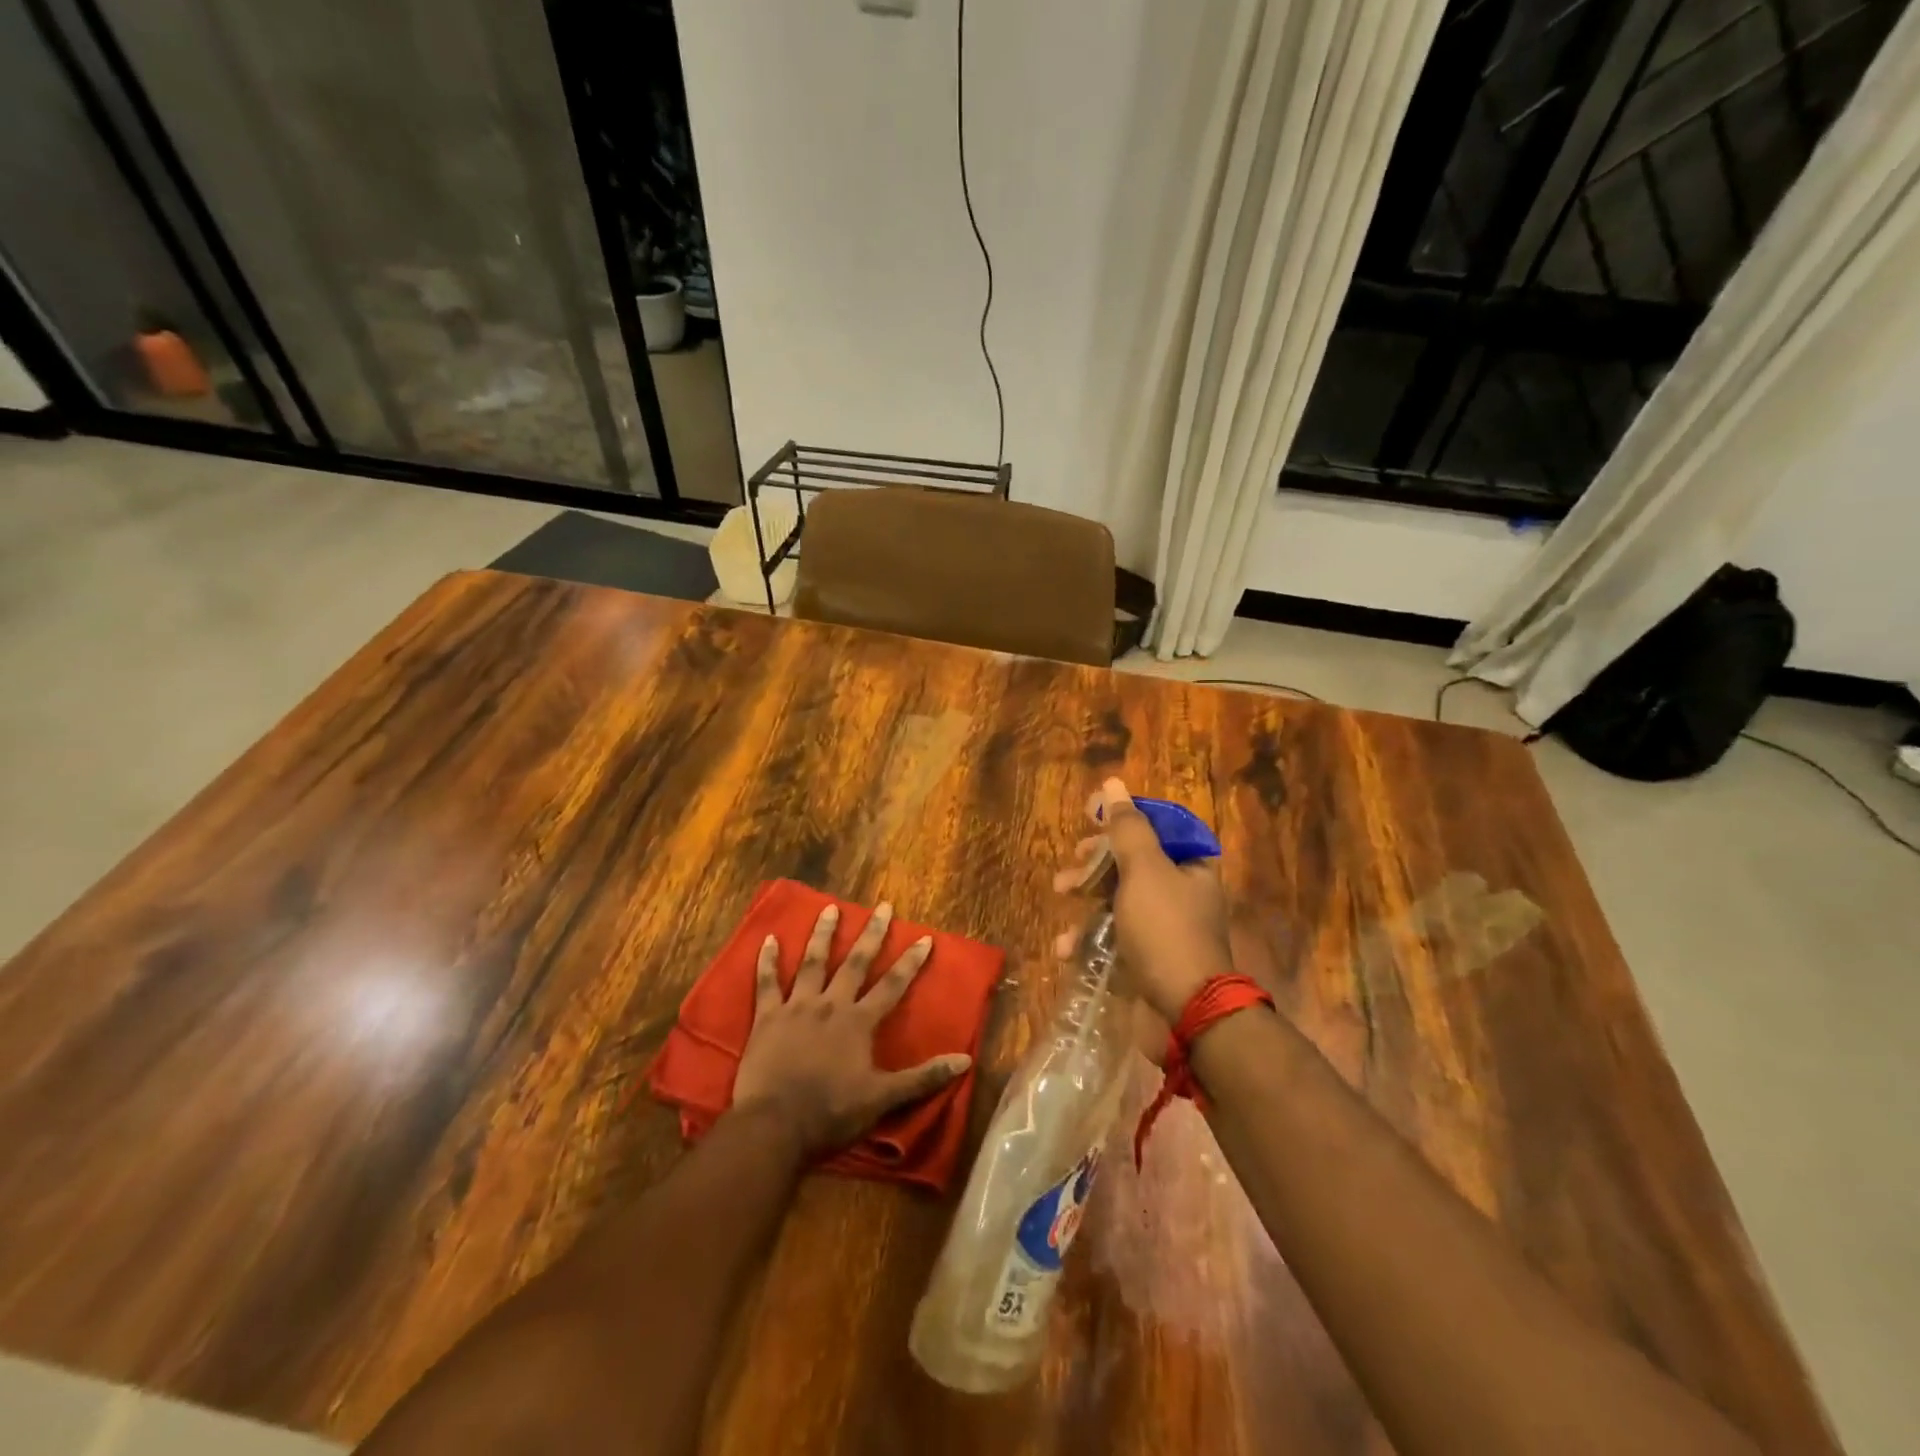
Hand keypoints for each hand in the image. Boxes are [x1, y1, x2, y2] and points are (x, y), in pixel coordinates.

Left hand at [731, 902, 971, 1153]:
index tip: (924, 938)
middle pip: (855, 963)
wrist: (775, 1127)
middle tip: (882, 906)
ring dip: (823, 934)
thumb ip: (923, 1078)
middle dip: (871, 934)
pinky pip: (767, 983)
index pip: (892, 986)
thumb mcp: (883, 1099)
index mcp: (859, 1023)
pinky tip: (768, 939)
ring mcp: (797, 1007)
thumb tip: (964, 1061)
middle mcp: (830, 1005)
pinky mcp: (767, 1018)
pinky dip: (767, 961)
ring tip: (830, 908)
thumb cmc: (831, 1113)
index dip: (910, 962)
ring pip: (812, 962)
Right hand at [1053, 779, 1234, 1021]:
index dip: (1121, 816)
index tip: (1088, 814)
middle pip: (1131, 859)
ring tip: (1061, 898)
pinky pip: (1114, 934)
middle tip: (1073, 864)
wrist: (1186, 1010)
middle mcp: (1181, 889)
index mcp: (1191, 863)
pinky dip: (1089, 937)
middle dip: (1095, 860)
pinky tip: (1067, 947)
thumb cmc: (1165, 929)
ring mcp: (1164, 924)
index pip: (1155, 824)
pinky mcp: (1147, 955)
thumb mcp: (1144, 870)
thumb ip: (1127, 827)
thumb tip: (1113, 783)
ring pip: (1117, 896)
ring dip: (1086, 897)